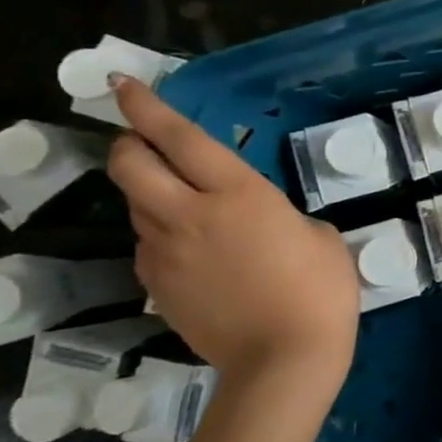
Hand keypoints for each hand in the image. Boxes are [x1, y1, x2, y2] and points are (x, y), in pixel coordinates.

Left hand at [107, 78, 357, 400]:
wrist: (284, 358)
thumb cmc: (321, 290)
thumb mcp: (319, 237)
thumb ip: (279, 217)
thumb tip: (253, 223)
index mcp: (238, 195)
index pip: (178, 138)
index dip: (146, 107)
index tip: (121, 83)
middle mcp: (188, 215)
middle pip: (129, 166)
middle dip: (129, 144)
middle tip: (146, 142)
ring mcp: (163, 253)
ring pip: (136, 205)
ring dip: (151, 192)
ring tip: (185, 202)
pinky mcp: (156, 286)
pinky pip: (149, 245)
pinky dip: (163, 235)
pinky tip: (197, 252)